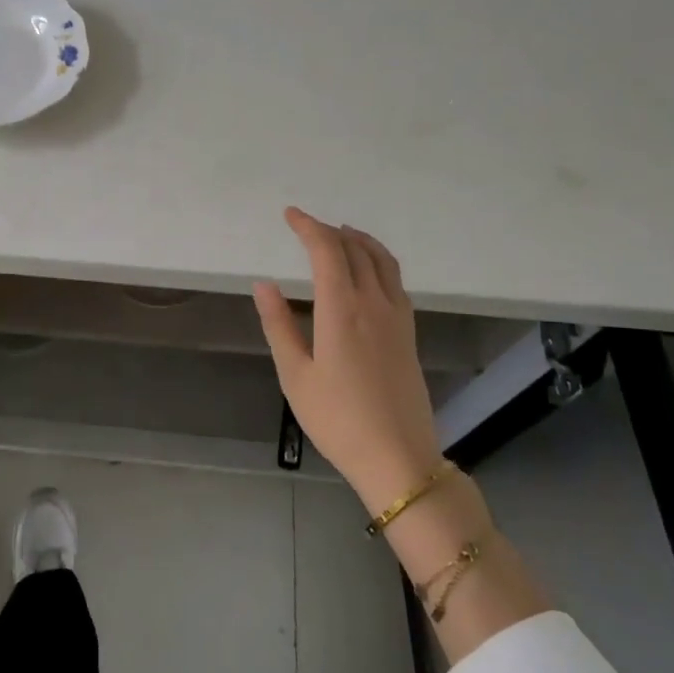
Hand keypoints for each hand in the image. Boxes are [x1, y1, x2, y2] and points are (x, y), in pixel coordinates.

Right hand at [253, 209, 446, 512]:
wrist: (397, 457)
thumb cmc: (337, 419)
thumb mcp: (295, 375)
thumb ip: (278, 325)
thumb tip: (264, 284)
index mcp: (342, 311)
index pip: (327, 252)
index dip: (308, 227)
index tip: (290, 215)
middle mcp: (374, 304)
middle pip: (356, 250)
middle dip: (330, 231)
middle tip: (307, 225)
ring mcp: (398, 318)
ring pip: (383, 261)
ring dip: (360, 241)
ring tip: (341, 234)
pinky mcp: (409, 333)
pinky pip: (395, 280)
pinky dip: (379, 261)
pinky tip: (367, 272)